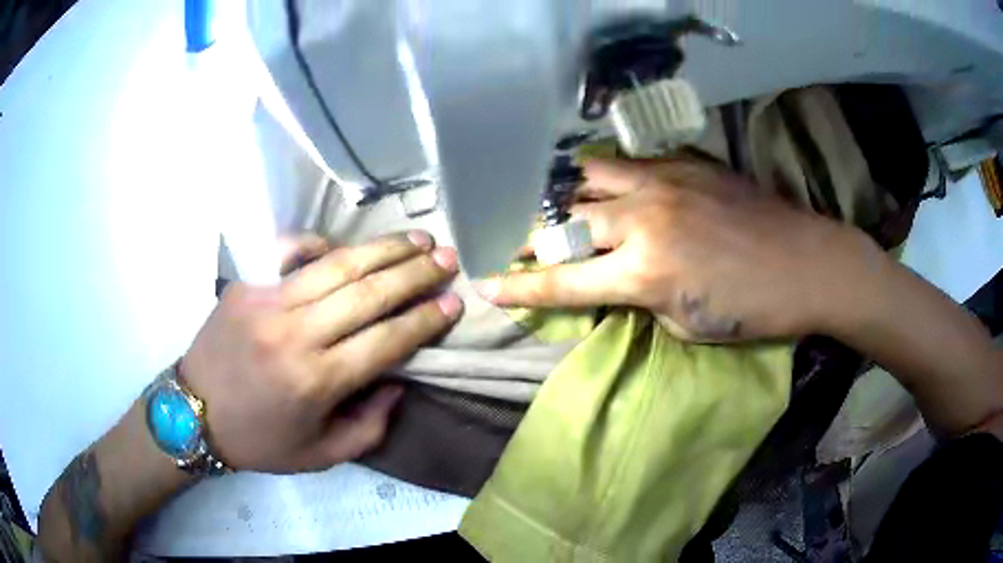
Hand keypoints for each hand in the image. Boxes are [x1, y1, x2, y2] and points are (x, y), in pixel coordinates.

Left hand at [181, 232, 462, 472]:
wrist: (193, 414)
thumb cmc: (259, 441)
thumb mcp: (322, 454)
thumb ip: (370, 425)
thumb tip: (399, 381)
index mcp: (317, 381)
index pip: (387, 340)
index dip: (425, 319)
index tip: (455, 302)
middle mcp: (296, 334)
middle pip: (369, 293)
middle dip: (416, 274)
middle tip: (448, 259)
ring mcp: (267, 301)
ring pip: (337, 265)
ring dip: (384, 249)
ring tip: (418, 240)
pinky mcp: (246, 284)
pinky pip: (290, 251)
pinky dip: (321, 244)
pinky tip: (344, 248)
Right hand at [478, 158, 878, 341]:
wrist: (808, 263)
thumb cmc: (754, 309)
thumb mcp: (687, 323)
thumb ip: (642, 297)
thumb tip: (615, 280)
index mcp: (644, 273)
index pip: (561, 283)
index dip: (517, 287)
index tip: (484, 284)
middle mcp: (642, 220)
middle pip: (563, 223)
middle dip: (529, 238)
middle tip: (512, 244)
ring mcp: (662, 183)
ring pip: (587, 178)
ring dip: (562, 197)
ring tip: (550, 207)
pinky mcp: (683, 164)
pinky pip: (626, 164)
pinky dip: (603, 177)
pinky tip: (600, 185)